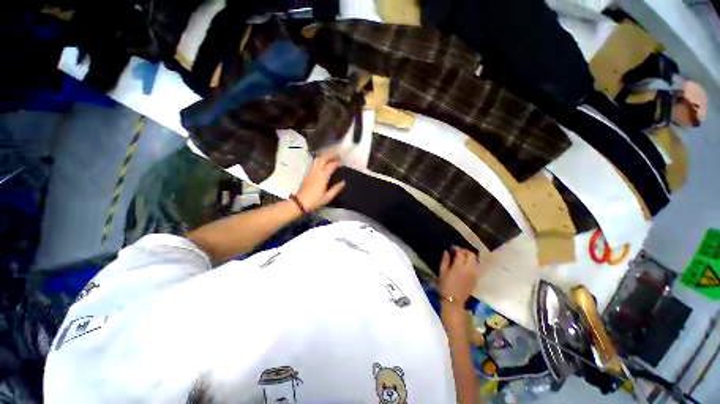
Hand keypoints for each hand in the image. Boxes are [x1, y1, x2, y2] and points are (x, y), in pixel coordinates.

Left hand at [295, 150, 345, 210]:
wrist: (300, 203)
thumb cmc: (315, 201)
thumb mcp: (328, 197)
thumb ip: (336, 189)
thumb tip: (343, 182)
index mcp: (322, 177)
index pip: (331, 165)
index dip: (337, 163)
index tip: (343, 163)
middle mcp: (316, 172)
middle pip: (323, 159)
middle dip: (330, 155)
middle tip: (337, 155)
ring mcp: (310, 172)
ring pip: (317, 160)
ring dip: (324, 156)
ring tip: (331, 156)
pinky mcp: (307, 174)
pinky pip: (314, 164)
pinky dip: (320, 160)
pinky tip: (323, 162)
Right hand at [439, 248, 478, 304]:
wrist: (453, 300)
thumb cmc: (445, 285)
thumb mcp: (442, 271)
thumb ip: (445, 260)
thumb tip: (446, 252)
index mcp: (459, 266)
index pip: (460, 253)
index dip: (456, 249)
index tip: (451, 248)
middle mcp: (469, 268)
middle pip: (471, 255)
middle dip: (465, 251)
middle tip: (458, 252)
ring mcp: (474, 274)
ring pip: (476, 261)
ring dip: (470, 257)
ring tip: (462, 258)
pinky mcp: (476, 279)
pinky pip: (476, 267)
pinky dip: (472, 263)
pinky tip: (465, 266)